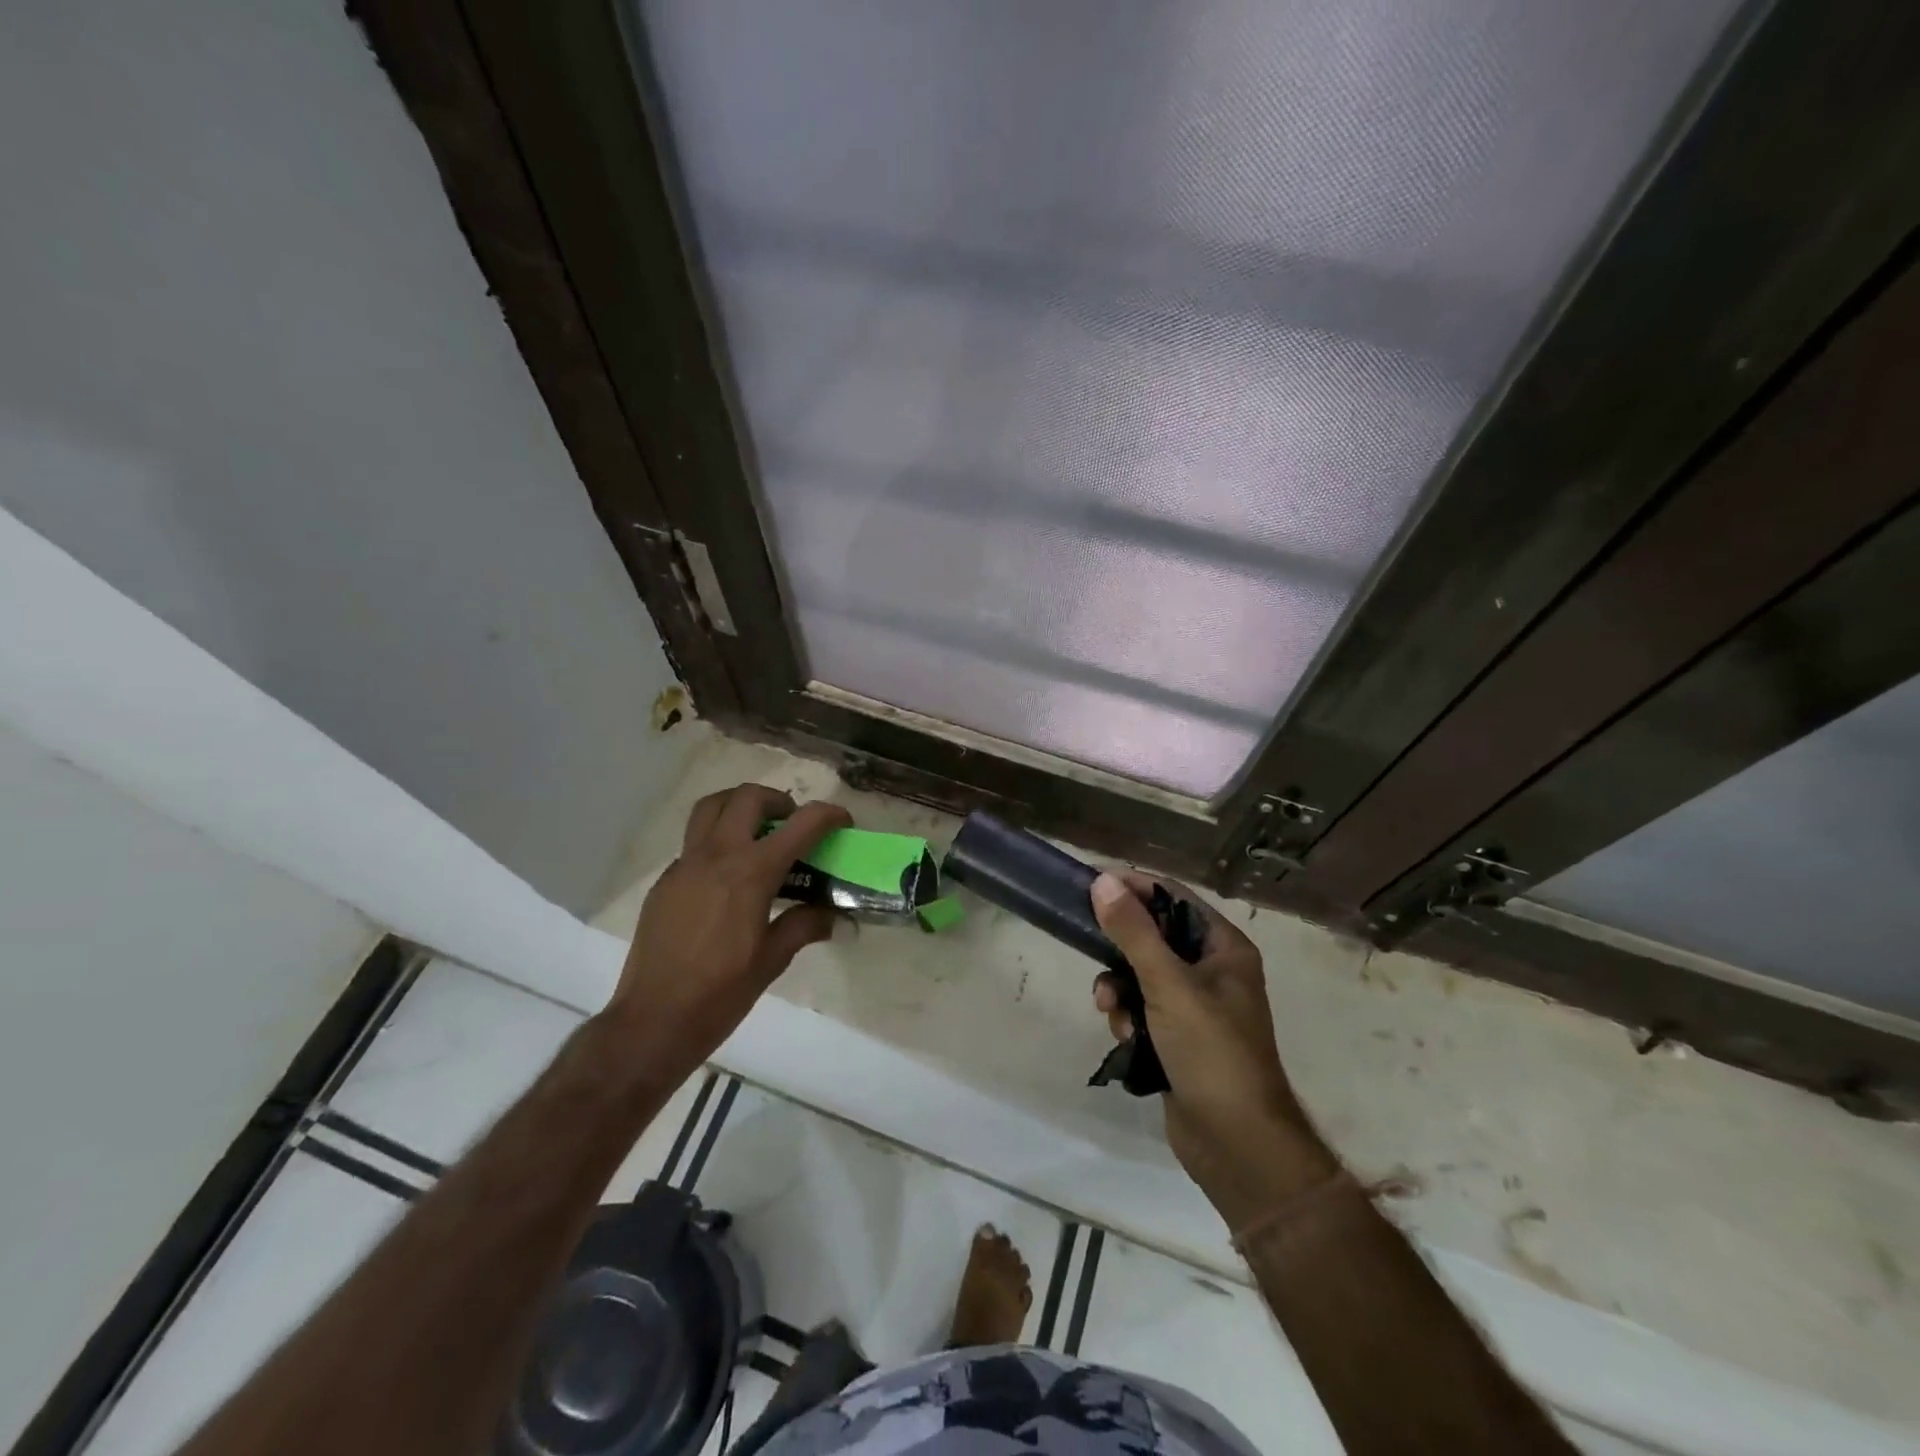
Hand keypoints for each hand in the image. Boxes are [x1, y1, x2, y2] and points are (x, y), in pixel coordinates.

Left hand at [606, 784, 850, 1074]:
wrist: (653, 1021)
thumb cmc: (720, 993)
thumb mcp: (772, 960)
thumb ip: (804, 926)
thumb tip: (831, 916)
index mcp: (750, 873)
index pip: (800, 825)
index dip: (828, 815)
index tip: (842, 821)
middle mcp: (716, 856)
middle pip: (748, 797)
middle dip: (778, 800)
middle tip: (792, 823)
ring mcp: (684, 865)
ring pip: (711, 807)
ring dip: (739, 806)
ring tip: (757, 831)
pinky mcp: (665, 882)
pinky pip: (693, 843)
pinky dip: (717, 841)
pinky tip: (728, 880)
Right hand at [1091, 871, 1339, 1227]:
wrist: (1236, 1144)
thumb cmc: (1211, 1051)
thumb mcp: (1169, 984)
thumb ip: (1133, 932)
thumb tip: (1104, 881)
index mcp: (1224, 947)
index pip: (1173, 897)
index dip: (1134, 887)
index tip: (1092, 884)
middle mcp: (1212, 970)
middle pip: (1153, 936)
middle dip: (1121, 948)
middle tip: (1090, 947)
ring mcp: (1195, 1006)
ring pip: (1141, 974)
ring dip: (1119, 988)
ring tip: (1110, 1008)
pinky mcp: (1177, 1037)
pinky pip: (1141, 1008)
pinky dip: (1127, 1017)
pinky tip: (1124, 1036)